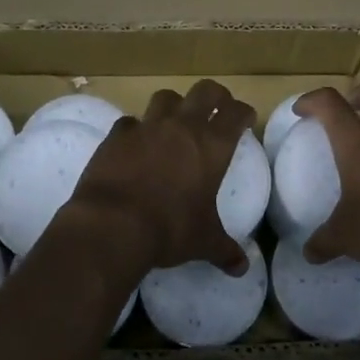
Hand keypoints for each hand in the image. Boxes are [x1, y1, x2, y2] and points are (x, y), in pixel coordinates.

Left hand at [59, 80, 254, 283]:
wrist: (113, 224)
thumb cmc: (170, 229)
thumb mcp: (204, 241)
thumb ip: (225, 250)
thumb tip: (242, 268)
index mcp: (212, 146)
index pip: (236, 114)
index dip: (243, 112)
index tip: (246, 118)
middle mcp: (183, 127)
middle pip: (205, 91)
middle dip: (215, 95)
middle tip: (217, 107)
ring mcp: (148, 126)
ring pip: (166, 97)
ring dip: (175, 104)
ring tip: (175, 119)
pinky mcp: (117, 134)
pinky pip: (130, 121)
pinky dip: (136, 129)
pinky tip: (135, 142)